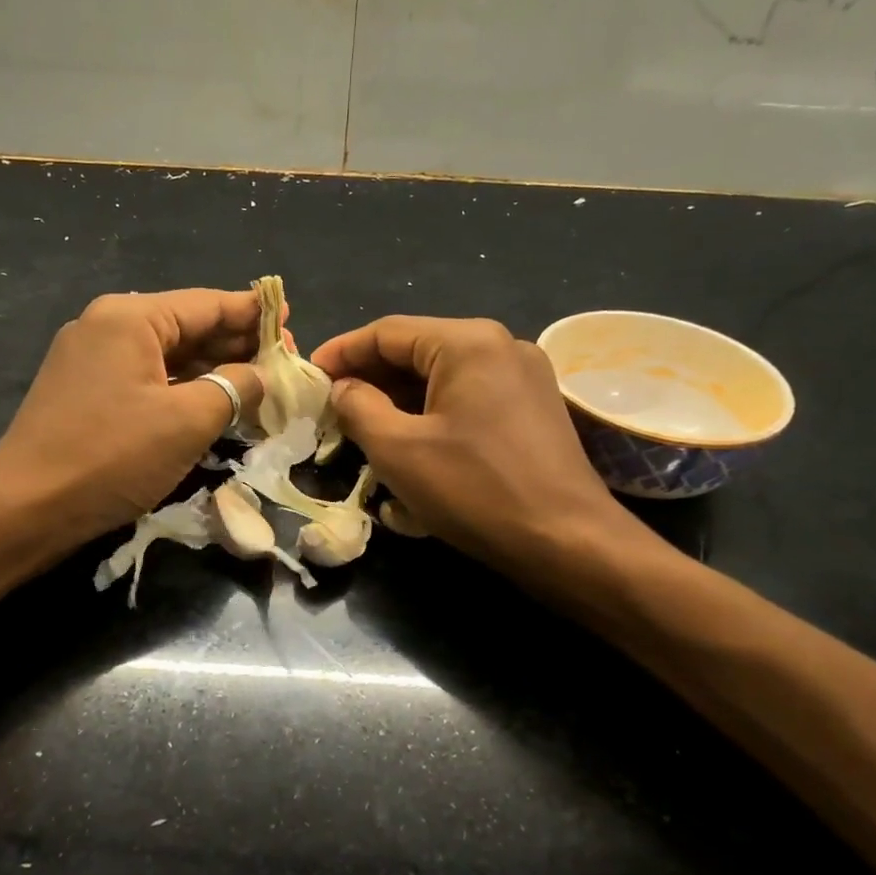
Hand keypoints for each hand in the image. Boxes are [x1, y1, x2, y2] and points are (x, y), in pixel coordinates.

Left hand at [0, 289, 266, 558]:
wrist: (26, 508)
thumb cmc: (112, 456)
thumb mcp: (188, 421)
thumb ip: (234, 387)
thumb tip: (260, 374)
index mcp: (130, 317)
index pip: (207, 304)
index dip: (253, 314)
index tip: (291, 321)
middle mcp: (107, 326)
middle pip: (187, 326)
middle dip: (235, 344)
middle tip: (283, 360)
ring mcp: (91, 360)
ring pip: (167, 356)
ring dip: (212, 370)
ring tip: (258, 382)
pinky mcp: (85, 393)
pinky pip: (146, 380)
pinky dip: (182, 389)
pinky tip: (212, 404)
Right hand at [311, 316, 661, 578]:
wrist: (567, 542)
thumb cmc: (474, 490)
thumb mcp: (398, 450)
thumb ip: (358, 407)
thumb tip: (342, 388)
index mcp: (468, 342)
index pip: (387, 332)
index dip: (341, 352)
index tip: (308, 377)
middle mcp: (501, 346)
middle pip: (417, 351)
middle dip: (370, 379)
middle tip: (330, 408)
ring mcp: (524, 378)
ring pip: (443, 378)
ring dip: (399, 401)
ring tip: (362, 430)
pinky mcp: (533, 410)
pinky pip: (469, 400)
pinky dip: (433, 415)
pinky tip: (410, 445)